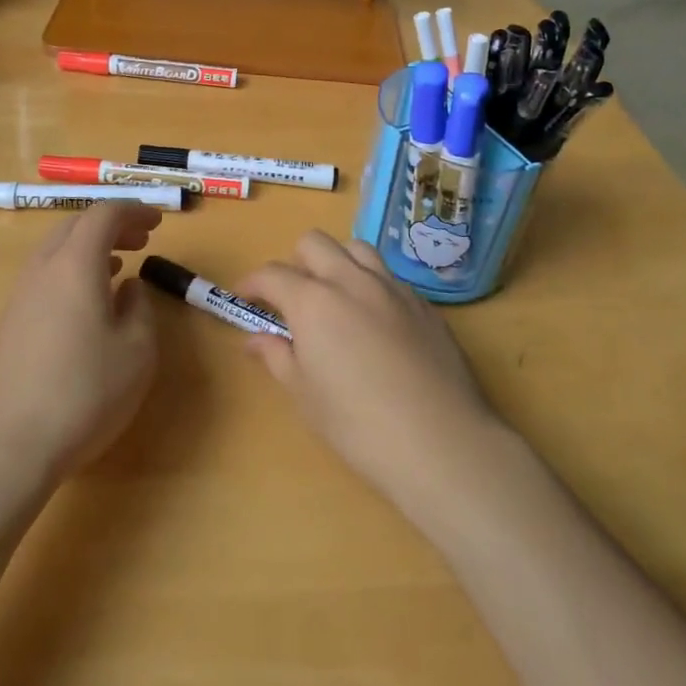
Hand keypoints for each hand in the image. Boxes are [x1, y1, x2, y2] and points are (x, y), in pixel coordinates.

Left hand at [0, 202, 161, 481]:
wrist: (8, 444)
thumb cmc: (84, 392)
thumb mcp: (137, 351)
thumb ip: (140, 308)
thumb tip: (128, 287)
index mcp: (76, 263)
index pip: (104, 214)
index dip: (134, 211)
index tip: (158, 223)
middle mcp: (43, 268)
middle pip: (75, 226)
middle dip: (111, 225)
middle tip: (141, 240)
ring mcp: (20, 295)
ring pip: (56, 250)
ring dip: (89, 248)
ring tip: (119, 265)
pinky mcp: (10, 322)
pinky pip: (45, 276)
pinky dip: (72, 271)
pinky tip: (88, 302)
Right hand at [237, 232, 502, 510]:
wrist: (440, 442)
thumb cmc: (358, 425)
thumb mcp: (305, 395)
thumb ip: (277, 357)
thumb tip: (256, 340)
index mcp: (314, 301)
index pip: (272, 274)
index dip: (253, 283)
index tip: (245, 298)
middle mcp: (352, 281)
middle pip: (314, 243)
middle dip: (294, 262)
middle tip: (292, 298)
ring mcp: (393, 288)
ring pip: (357, 248)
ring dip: (336, 262)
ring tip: (335, 297)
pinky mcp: (424, 304)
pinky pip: (389, 276)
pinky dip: (370, 284)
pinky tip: (374, 320)